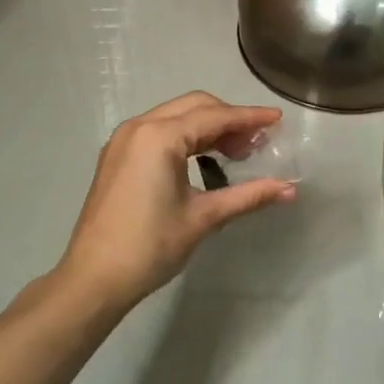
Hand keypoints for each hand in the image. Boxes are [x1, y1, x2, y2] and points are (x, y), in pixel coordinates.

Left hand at [56, 92, 295, 309]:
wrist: (94, 277)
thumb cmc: (151, 246)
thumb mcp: (204, 218)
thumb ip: (248, 196)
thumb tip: (289, 189)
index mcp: (159, 137)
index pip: (215, 116)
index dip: (250, 118)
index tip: (278, 119)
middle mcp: (139, 127)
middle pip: (195, 106)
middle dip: (229, 119)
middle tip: (258, 144)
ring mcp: (124, 140)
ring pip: (176, 117)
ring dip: (208, 127)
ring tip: (237, 153)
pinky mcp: (117, 156)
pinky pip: (159, 131)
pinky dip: (186, 137)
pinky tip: (204, 159)